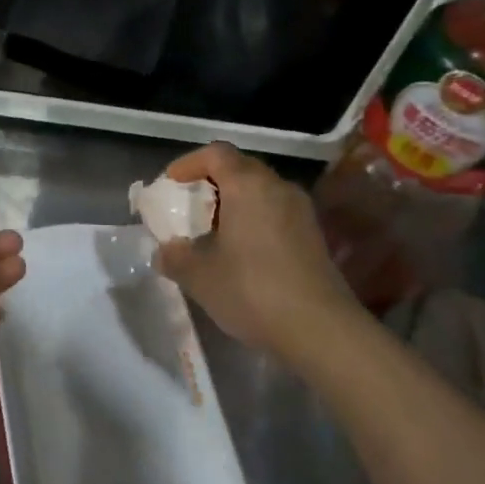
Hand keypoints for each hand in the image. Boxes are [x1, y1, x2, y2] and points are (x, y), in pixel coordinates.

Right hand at [152, 143, 358, 363]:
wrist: (320, 330)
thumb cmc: (252, 291)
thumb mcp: (199, 276)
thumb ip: (174, 257)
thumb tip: (164, 251)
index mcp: (248, 185)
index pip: (215, 153)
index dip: (188, 163)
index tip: (170, 184)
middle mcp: (278, 188)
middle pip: (240, 168)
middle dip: (210, 183)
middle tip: (188, 208)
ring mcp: (301, 211)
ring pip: (260, 191)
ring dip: (233, 203)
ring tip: (211, 232)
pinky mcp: (313, 236)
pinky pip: (275, 212)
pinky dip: (253, 220)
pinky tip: (240, 252)